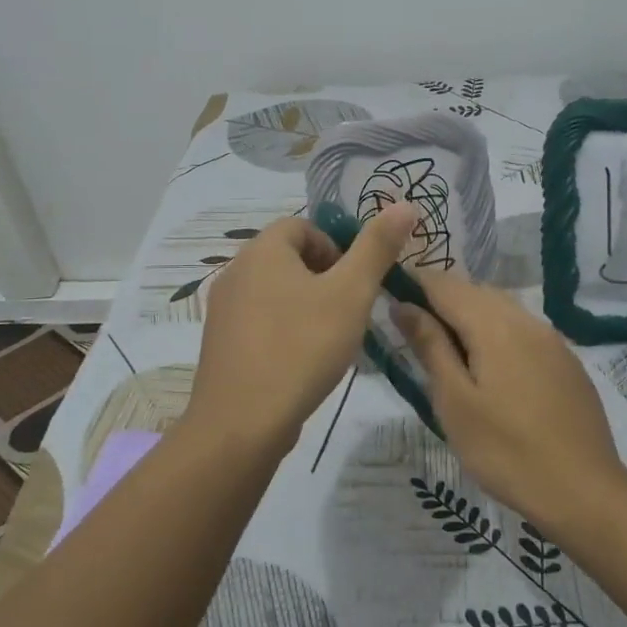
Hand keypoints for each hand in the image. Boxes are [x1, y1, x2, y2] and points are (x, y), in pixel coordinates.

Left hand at [182, 204, 419, 459]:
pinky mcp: (221, 345)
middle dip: (324, 279)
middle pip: (288, 258)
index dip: (335, 248)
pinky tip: (302, 363)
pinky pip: (260, 323)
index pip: (302, 226)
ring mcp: (223, 311)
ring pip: (275, 292)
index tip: (354, 284)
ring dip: (306, 306)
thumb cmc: (302, 347)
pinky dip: (284, 332)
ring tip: (329, 340)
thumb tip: (404, 204)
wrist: (242, 422)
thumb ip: (377, 247)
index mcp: (262, 250)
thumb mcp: (351, 293)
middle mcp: (235, 272)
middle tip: (347, 313)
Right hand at [394, 275, 626, 540]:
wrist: (583, 491)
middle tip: (413, 333)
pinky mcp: (567, 361)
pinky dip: (497, 333)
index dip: (414, 284)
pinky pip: (523, 330)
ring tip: (447, 352)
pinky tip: (490, 368)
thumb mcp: (455, 401)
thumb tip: (403, 304)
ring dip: (470, 316)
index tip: (389, 301)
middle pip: (475, 292)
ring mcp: (552, 340)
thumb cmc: (505, 450)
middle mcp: (526, 320)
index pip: (445, 285)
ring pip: (502, 309)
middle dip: (441, 301)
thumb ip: (430, 346)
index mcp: (495, 325)